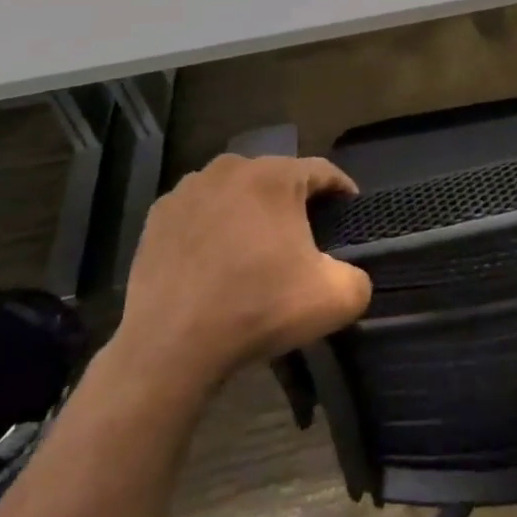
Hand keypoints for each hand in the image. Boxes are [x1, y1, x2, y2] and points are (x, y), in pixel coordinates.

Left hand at [114, 155, 372, 392]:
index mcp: (275, 175)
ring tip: (256, 250)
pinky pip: (200, 212)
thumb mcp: (335, 299)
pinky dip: (213, 228)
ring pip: (235, 193)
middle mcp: (230, 168)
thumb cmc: (257, 309)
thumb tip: (349, 274)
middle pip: (276, 179)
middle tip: (304, 239)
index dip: (342, 191)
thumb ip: (359, 278)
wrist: (169, 347)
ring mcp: (188, 190)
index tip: (349, 215)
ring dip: (250, 213)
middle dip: (294, 203)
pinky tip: (216, 261)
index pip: (323, 171)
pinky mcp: (157, 217)